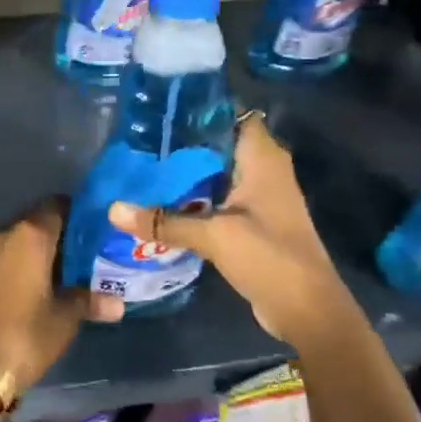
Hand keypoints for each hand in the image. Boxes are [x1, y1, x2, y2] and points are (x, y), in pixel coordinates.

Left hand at [0, 198, 123, 394]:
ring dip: (39, 248)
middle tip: (85, 250)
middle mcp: (5, 233)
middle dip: (60, 231)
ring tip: (66, 268)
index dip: (77, 212)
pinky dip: (22, 261)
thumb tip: (117, 302)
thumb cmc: (26, 332)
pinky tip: (40, 281)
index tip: (95, 227)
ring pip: (19, 238)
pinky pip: (6, 255)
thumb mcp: (65, 317)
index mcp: (30, 234)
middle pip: (37, 219)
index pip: (57, 205)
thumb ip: (89, 300)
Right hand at [108, 114, 357, 344]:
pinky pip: (218, 199)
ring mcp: (260, 197)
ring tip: (142, 167)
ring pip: (217, 174)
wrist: (308, 310)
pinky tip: (161, 202)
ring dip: (186, 174)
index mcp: (263, 159)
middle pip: (219, 145)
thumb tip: (113, 209)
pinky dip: (194, 199)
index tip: (163, 111)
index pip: (234, 116)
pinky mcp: (253, 222)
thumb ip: (164, 222)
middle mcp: (265, 170)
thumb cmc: (269, 257)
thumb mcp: (213, 236)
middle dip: (183, 144)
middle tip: (139, 141)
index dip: (202, 111)